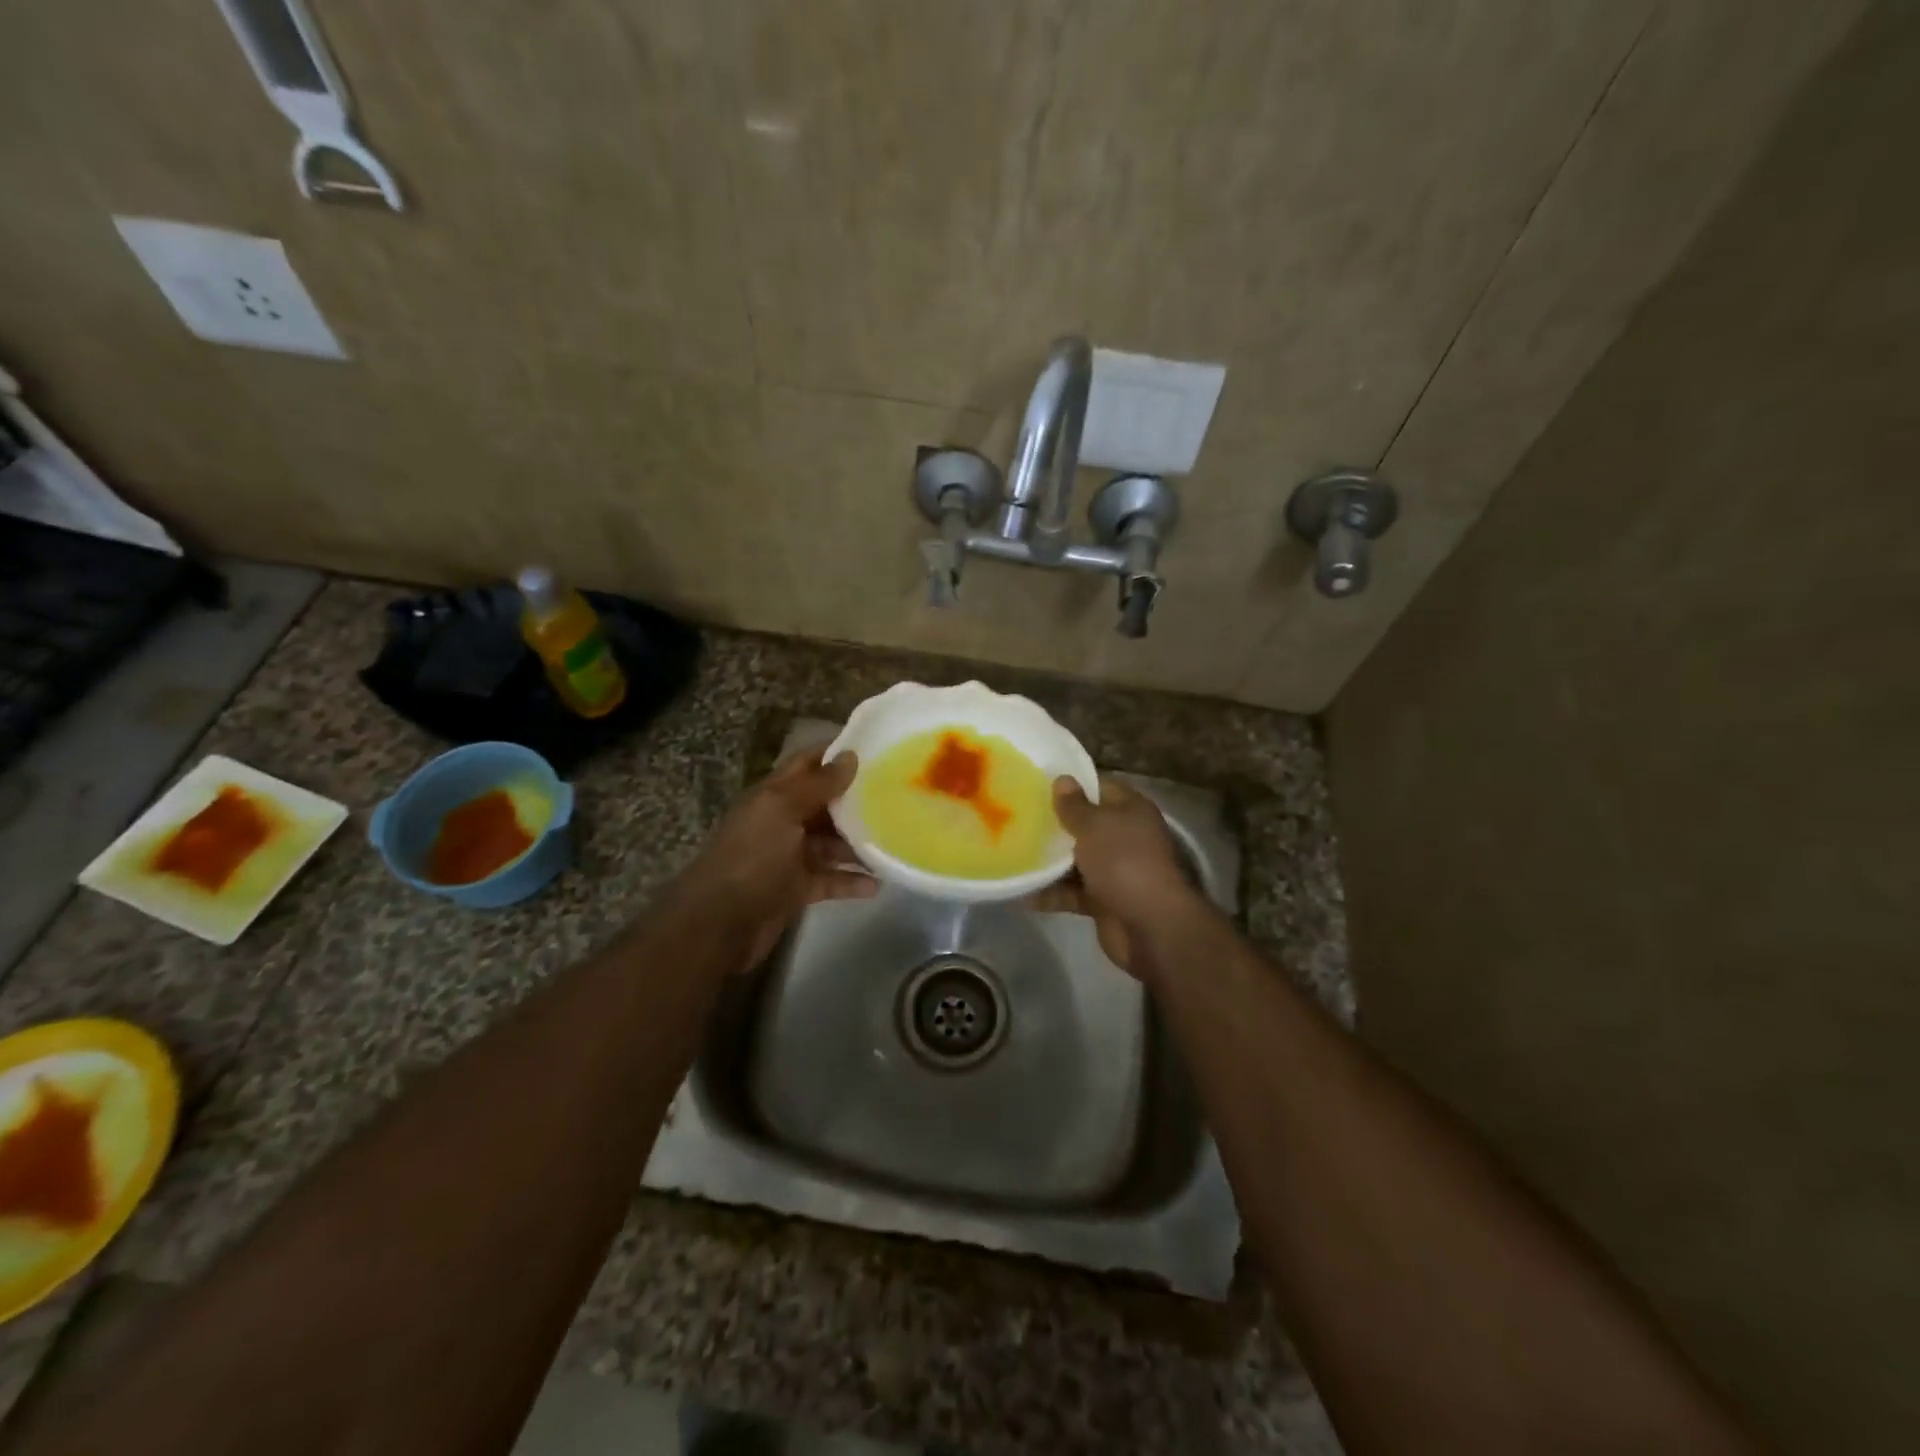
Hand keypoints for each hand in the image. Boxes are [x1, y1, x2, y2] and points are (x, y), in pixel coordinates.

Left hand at [677, 746, 875, 968]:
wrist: (719, 924)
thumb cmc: (752, 857)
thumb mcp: (783, 811)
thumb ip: (818, 784)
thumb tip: (850, 756)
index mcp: (773, 795)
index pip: (807, 764)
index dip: (836, 754)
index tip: (876, 749)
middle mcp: (781, 821)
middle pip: (824, 804)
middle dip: (856, 799)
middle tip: (898, 795)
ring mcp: (788, 857)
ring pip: (830, 843)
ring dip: (859, 842)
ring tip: (896, 839)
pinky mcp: (796, 889)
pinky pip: (830, 879)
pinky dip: (852, 880)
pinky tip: (879, 883)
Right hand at [1032, 775, 1204, 975]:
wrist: (1150, 925)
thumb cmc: (1123, 861)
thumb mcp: (1094, 825)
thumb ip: (1074, 805)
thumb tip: (1062, 779)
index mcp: (1130, 810)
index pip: (1099, 787)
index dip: (1072, 784)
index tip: (1037, 783)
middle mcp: (1125, 837)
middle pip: (1085, 824)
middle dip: (1055, 823)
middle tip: (1017, 817)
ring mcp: (1115, 870)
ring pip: (1076, 860)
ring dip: (1050, 861)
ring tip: (1013, 853)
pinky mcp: (1104, 900)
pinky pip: (1073, 892)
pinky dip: (1052, 893)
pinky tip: (1024, 892)